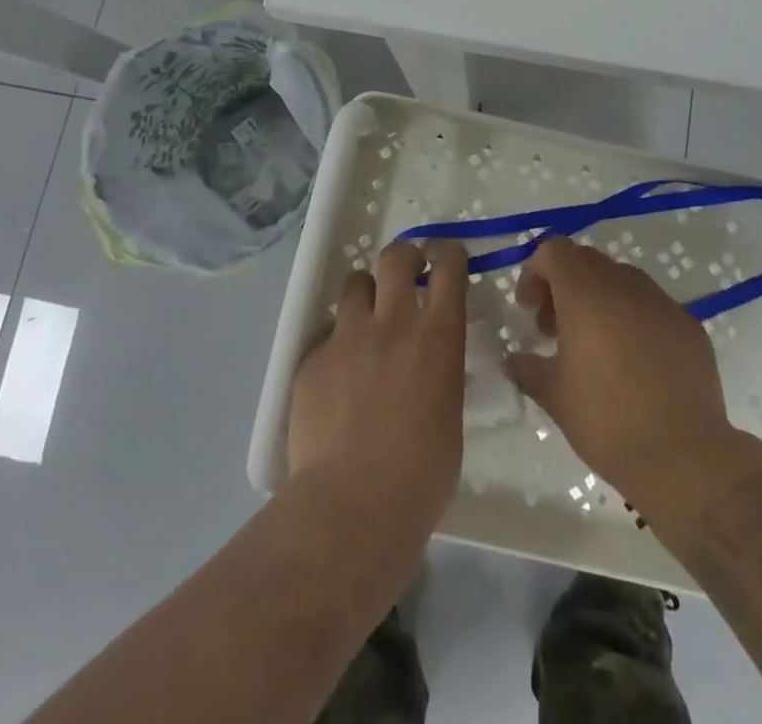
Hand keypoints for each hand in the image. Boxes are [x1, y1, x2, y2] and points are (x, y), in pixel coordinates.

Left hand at [288, 240, 468, 539]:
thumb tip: (431, 368)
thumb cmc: (421, 475)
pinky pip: (327, 335)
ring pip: (354, 284)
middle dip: (404, 256)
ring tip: (366, 320)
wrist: (352, 506)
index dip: (449, 256)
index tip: (448, 260)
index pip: (449, 267)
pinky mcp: (312, 360)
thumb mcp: (449, 414)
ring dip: (365, 294)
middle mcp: (393, 322)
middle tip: (407, 272)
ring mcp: (347, 337)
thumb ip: (440, 375)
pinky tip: (338, 379)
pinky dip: (337, 345)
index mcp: (438, 335)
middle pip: (396, 256)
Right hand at [505, 237, 736, 509]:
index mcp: (586, 294)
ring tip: (595, 346)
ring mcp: (662, 303)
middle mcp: (625, 285)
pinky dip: (634, 319)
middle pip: (587, 260)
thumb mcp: (554, 397)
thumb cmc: (607, 421)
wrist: (685, 457)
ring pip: (622, 280)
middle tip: (555, 329)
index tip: (529, 310)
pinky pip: (652, 306)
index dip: (535, 272)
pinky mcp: (689, 326)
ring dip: (600, 299)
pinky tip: (635, 363)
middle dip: (564, 285)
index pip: (555, 250)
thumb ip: (528, 369)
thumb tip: (512, 360)